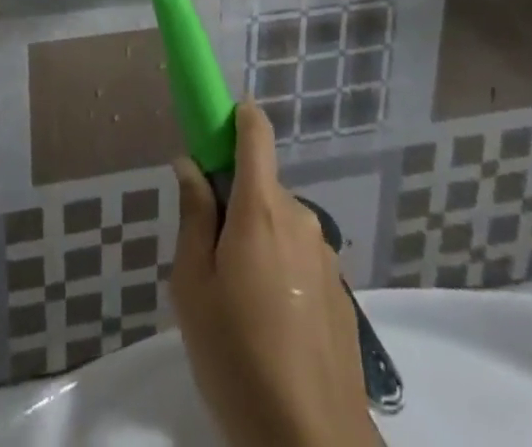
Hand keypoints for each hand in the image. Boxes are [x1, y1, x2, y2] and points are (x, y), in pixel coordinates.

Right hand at [171, 102, 377, 446]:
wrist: (314, 446)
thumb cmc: (237, 359)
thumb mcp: (192, 287)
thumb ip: (193, 216)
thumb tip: (190, 164)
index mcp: (261, 208)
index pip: (256, 132)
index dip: (235, 117)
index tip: (211, 129)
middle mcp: (300, 218)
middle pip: (261, 185)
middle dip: (234, 204)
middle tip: (209, 259)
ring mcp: (325, 256)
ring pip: (280, 225)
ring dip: (257, 242)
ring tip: (239, 306)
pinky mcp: (341, 292)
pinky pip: (299, 258)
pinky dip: (280, 272)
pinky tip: (271, 328)